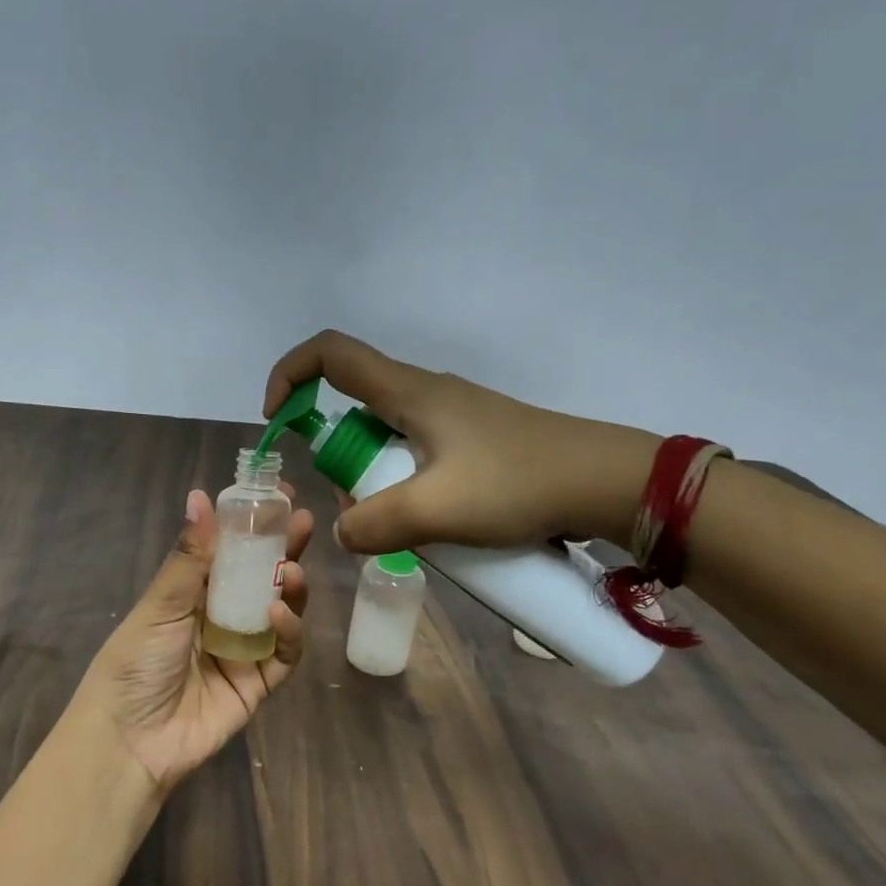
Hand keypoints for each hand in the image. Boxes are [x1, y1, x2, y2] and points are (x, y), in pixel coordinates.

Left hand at [74, 487, 314, 794]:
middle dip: (282, 548)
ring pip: (280, 611)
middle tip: (301, 522)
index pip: (229, 551)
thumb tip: (200, 495)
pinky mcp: (260, 683)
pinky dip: (288, 631)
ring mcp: (243, 650)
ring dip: (290, 587)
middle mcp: (220, 617)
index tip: (276, 496)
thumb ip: (190, 556)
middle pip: (260, 577)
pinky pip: (284, 653)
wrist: (131, 742)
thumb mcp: (160, 605)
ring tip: (291, 568)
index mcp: (191, 594)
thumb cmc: (135, 664)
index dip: (252, 525)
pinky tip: (279, 612)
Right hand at [263, 329, 661, 553]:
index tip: (277, 421)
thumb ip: (375, 523)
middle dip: (342, 463)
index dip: (290, 375)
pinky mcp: (476, 445)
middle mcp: (427, 395)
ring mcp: (455, 420)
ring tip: (411, 531)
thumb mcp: (436, 510)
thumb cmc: (518, 483)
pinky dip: (411, 493)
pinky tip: (440, 530)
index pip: (330, 353)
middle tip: (365, 512)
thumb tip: (345, 531)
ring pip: (389, 444)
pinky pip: (421, 462)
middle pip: (355, 410)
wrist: (608, 484)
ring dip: (380, 485)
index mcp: (410, 392)